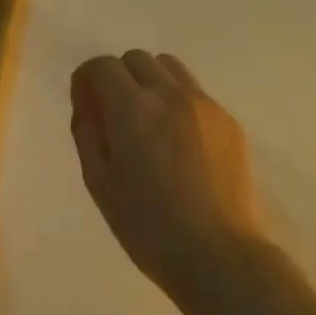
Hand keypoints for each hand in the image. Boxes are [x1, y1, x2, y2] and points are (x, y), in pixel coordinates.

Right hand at [70, 51, 263, 298]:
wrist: (218, 255)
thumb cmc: (148, 227)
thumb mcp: (100, 183)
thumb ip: (88, 131)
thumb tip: (87, 99)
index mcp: (133, 110)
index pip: (102, 66)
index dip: (87, 78)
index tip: (85, 102)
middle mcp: (171, 95)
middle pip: (136, 59)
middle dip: (118, 77)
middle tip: (115, 115)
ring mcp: (205, 105)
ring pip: (170, 68)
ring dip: (150, 82)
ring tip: (149, 121)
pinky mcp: (229, 121)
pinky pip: (195, 93)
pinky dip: (178, 102)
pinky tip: (180, 144)